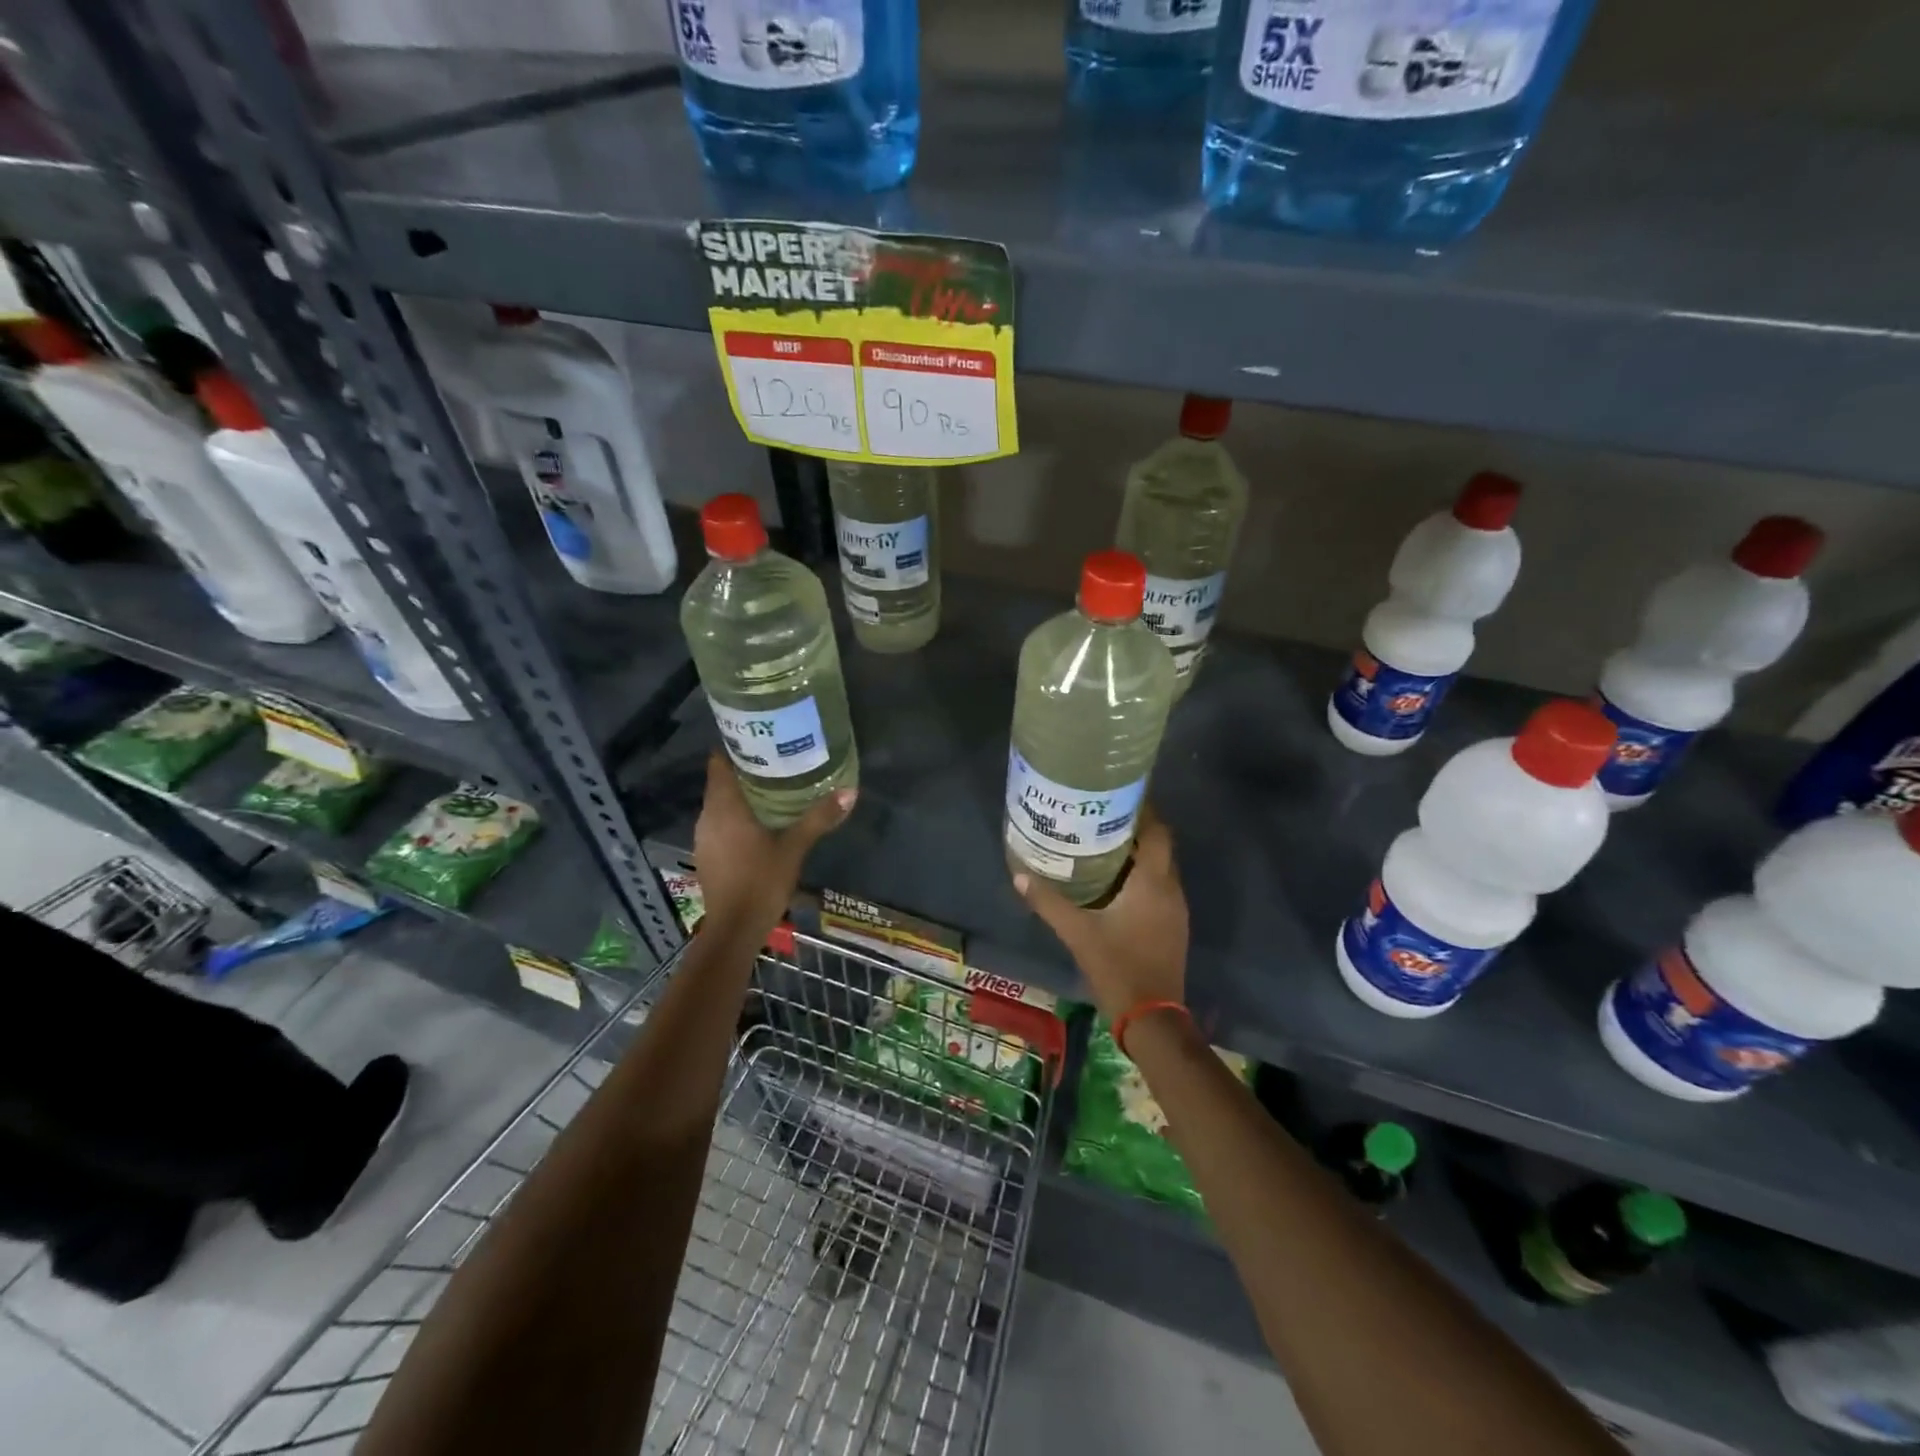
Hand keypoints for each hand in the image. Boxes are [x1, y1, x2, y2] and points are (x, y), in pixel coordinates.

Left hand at [693, 753, 854, 939]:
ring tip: (773, 786)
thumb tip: (850, 791)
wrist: (734, 930)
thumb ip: (819, 818)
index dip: (735, 746)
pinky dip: (737, 816)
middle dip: (745, 769)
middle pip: (721, 781)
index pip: (718, 762)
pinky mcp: (707, 853)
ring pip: (720, 803)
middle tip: (777, 759)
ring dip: (741, 794)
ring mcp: (704, 836)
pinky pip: (720, 822)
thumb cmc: (761, 882)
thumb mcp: (794, 847)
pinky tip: (760, 821)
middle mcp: (707, 816)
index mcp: (724, 806)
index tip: (760, 738)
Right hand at [1013, 803, 1187, 1021]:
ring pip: (1161, 867)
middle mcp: (1170, 889)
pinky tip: (1116, 882)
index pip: (1158, 832)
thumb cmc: (1117, 966)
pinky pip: (1161, 887)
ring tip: (1104, 843)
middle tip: (1101, 818)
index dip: (1143, 810)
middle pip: (1160, 846)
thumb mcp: (1077, 932)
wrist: (1152, 1016)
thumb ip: (1048, 902)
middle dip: (1136, 829)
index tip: (1117, 797)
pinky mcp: (1173, 925)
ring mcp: (1176, 909)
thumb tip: (1019, 875)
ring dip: (1139, 853)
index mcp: (1152, 882)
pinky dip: (1142, 876)